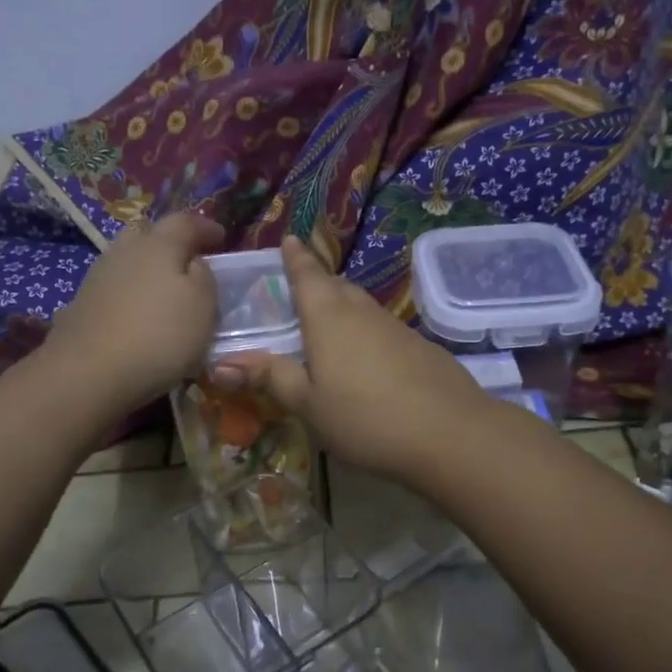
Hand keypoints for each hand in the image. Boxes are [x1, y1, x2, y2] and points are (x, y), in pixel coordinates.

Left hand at [45, 212, 226, 411]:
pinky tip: (137, 316)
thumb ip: (204, 277)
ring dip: (147, 271)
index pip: (185, 222)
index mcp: (159, 245)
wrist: (89, 372)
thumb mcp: (203, 306)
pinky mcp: (81, 305)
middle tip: (187, 262)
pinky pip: (114, 289)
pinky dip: (129, 295)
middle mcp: (124, 251)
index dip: (205, 227)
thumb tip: (194, 264)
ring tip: (163, 294)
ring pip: (127, 261)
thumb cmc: (160, 336)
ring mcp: (97, 277)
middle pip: (148, 235)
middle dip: (169, 244)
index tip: (221, 237)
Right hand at [219, 236, 490, 481]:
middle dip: (318, 282)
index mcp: (328, 317)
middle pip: (336, 287)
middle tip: (301, 287)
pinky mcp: (420, 348)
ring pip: (362, 307)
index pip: (307, 275)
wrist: (449, 433)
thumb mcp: (308, 403)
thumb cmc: (365, 417)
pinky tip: (365, 358)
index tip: (289, 239)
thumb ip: (271, 377)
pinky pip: (382, 329)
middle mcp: (362, 312)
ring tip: (328, 323)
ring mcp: (396, 328)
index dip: (296, 258)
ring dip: (343, 307)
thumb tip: (222, 363)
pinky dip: (366, 333)